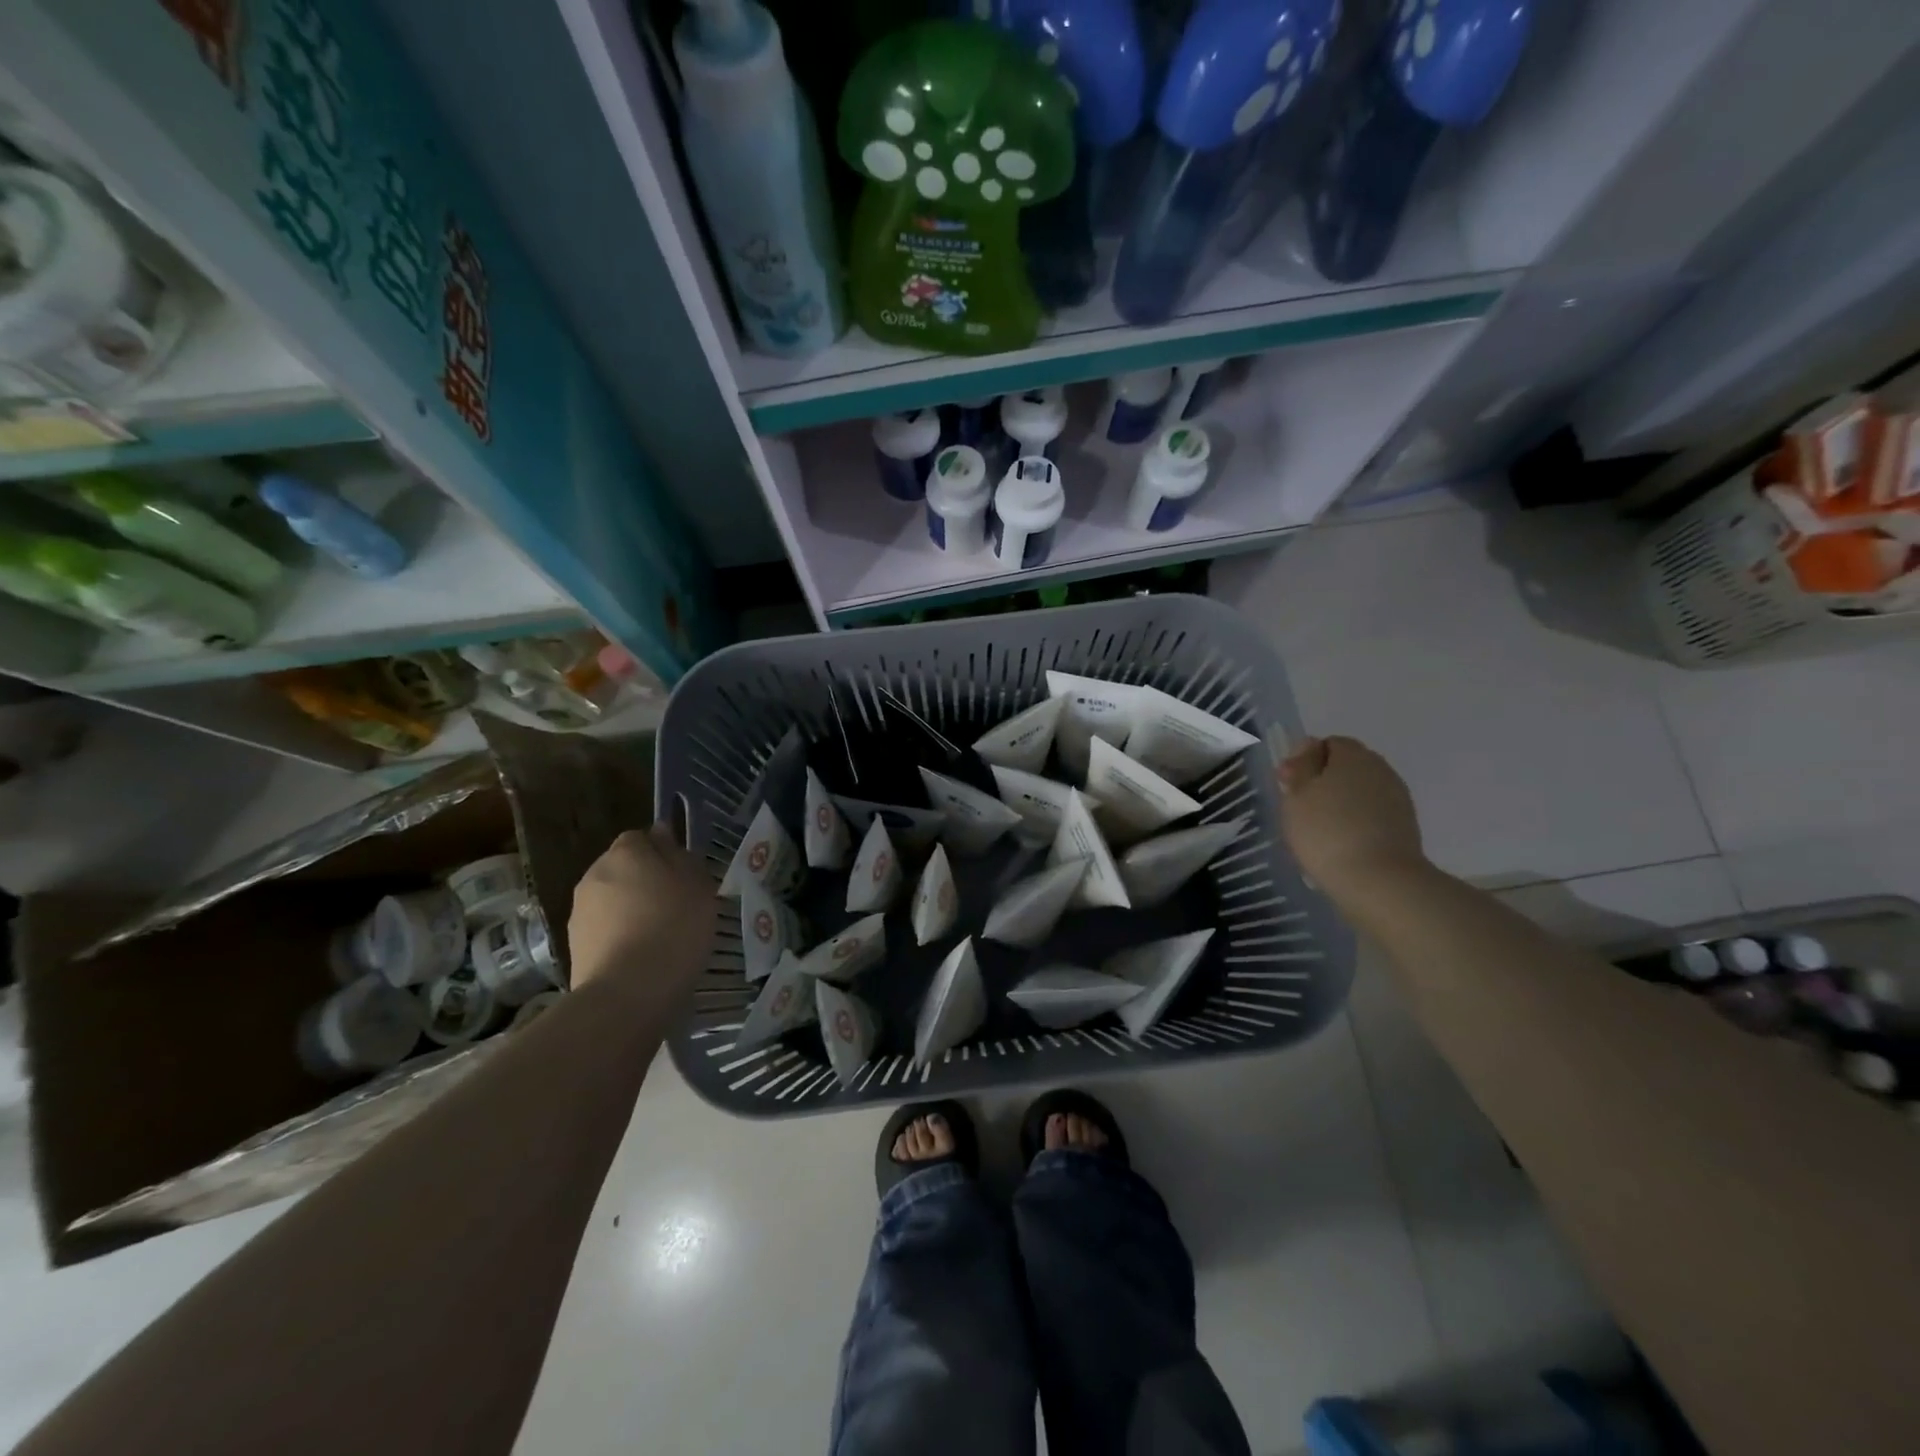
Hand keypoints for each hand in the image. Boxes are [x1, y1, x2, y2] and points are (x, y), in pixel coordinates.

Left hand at [568, 825, 714, 999]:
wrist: (627, 993)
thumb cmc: (673, 927)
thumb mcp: (697, 885)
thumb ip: (680, 856)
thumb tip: (661, 835)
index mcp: (626, 852)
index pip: (640, 838)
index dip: (662, 853)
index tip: (683, 876)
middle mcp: (595, 873)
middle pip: (623, 868)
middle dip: (644, 881)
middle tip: (675, 905)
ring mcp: (579, 911)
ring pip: (611, 900)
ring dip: (630, 910)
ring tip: (659, 936)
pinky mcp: (574, 946)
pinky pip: (604, 930)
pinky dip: (619, 936)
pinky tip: (641, 957)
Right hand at [1278, 736, 1425, 896]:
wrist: (1379, 881)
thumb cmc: (1326, 832)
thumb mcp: (1296, 795)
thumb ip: (1300, 767)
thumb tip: (1308, 746)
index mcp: (1353, 755)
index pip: (1328, 744)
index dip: (1306, 761)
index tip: (1290, 787)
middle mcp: (1381, 769)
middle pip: (1347, 767)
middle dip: (1324, 782)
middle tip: (1301, 810)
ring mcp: (1398, 798)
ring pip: (1361, 792)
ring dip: (1341, 804)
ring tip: (1321, 832)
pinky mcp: (1405, 827)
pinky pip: (1373, 815)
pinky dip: (1357, 823)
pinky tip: (1342, 845)